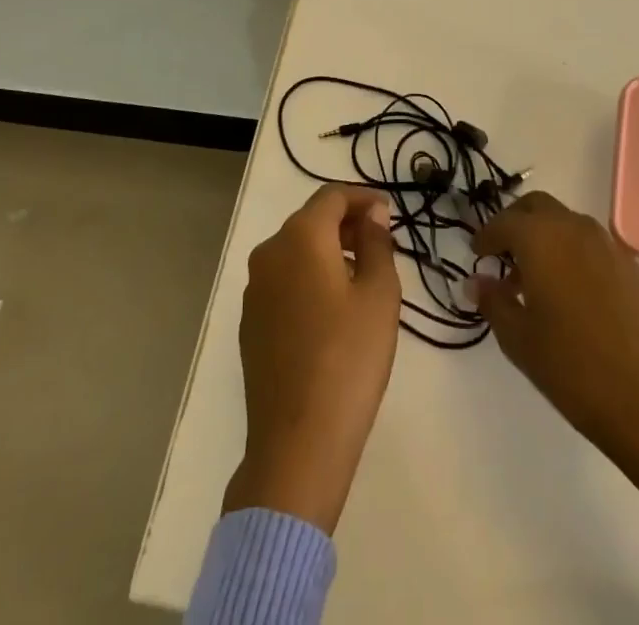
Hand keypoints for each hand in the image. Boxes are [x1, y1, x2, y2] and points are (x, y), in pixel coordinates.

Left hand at [224, 183, 401, 533]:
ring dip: (328, 252)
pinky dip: (309, 279)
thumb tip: (371, 215)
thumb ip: (377, 244)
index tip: (388, 212)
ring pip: (296, 252)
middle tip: (381, 243)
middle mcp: (269, 253)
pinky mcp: (251, 323)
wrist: (297, 442)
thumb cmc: (348, 359)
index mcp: (300, 237)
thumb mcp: (379, 296)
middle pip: (310, 221)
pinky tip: (332, 311)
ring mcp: (254, 289)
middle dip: (346, 224)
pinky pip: (284, 282)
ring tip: (362, 277)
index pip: (331, 196)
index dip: (362, 198)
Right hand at [472, 191, 638, 467]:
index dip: (486, 236)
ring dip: (548, 238)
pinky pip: (595, 248)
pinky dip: (576, 256)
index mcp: (541, 238)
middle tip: (504, 253)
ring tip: (538, 279)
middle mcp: (575, 228)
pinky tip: (576, 295)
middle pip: (537, 206)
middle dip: (517, 223)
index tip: (477, 255)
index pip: (504, 222)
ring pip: (568, 223)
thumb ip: (493, 301)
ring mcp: (609, 246)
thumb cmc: (572, 368)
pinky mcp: (635, 269)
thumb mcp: (518, 338)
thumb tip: (476, 281)